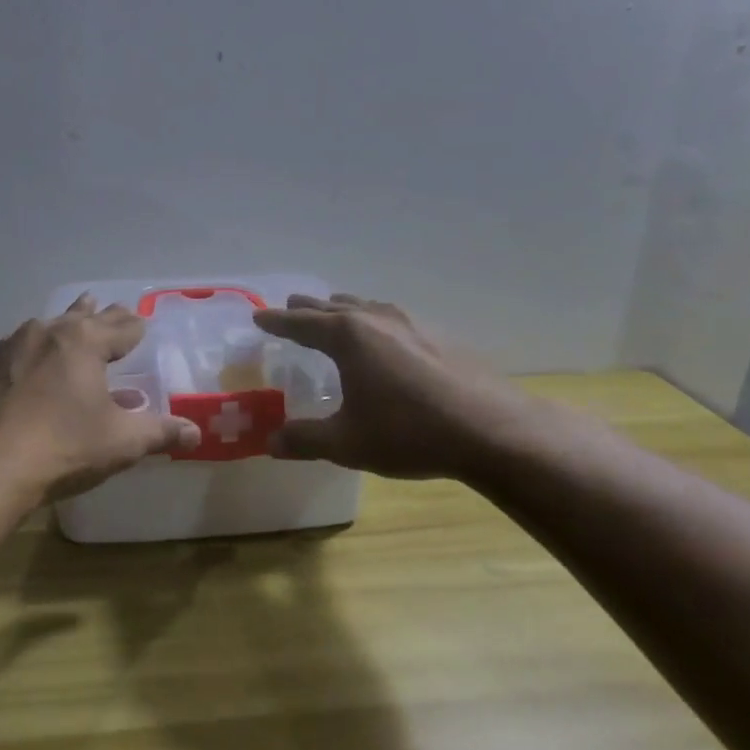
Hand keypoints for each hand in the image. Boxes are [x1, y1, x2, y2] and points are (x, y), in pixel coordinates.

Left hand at [0, 295, 200, 501]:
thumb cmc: (63, 447)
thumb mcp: (122, 442)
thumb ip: (160, 433)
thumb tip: (196, 433)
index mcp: (85, 342)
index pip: (121, 327)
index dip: (135, 327)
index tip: (141, 323)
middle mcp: (47, 332)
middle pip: (82, 317)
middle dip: (101, 314)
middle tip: (112, 308)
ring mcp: (10, 347)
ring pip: (45, 328)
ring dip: (63, 326)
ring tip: (70, 321)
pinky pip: (15, 351)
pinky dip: (30, 354)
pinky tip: (28, 366)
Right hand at [254, 294, 539, 480]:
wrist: (491, 430)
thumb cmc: (408, 432)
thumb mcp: (347, 443)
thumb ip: (304, 440)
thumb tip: (270, 442)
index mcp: (348, 336)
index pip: (301, 323)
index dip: (277, 322)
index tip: (259, 317)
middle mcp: (376, 319)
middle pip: (332, 307)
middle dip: (307, 309)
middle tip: (289, 309)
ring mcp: (412, 323)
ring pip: (366, 307)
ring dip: (342, 309)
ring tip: (333, 313)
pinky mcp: (438, 335)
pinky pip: (391, 318)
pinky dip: (373, 320)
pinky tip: (383, 337)